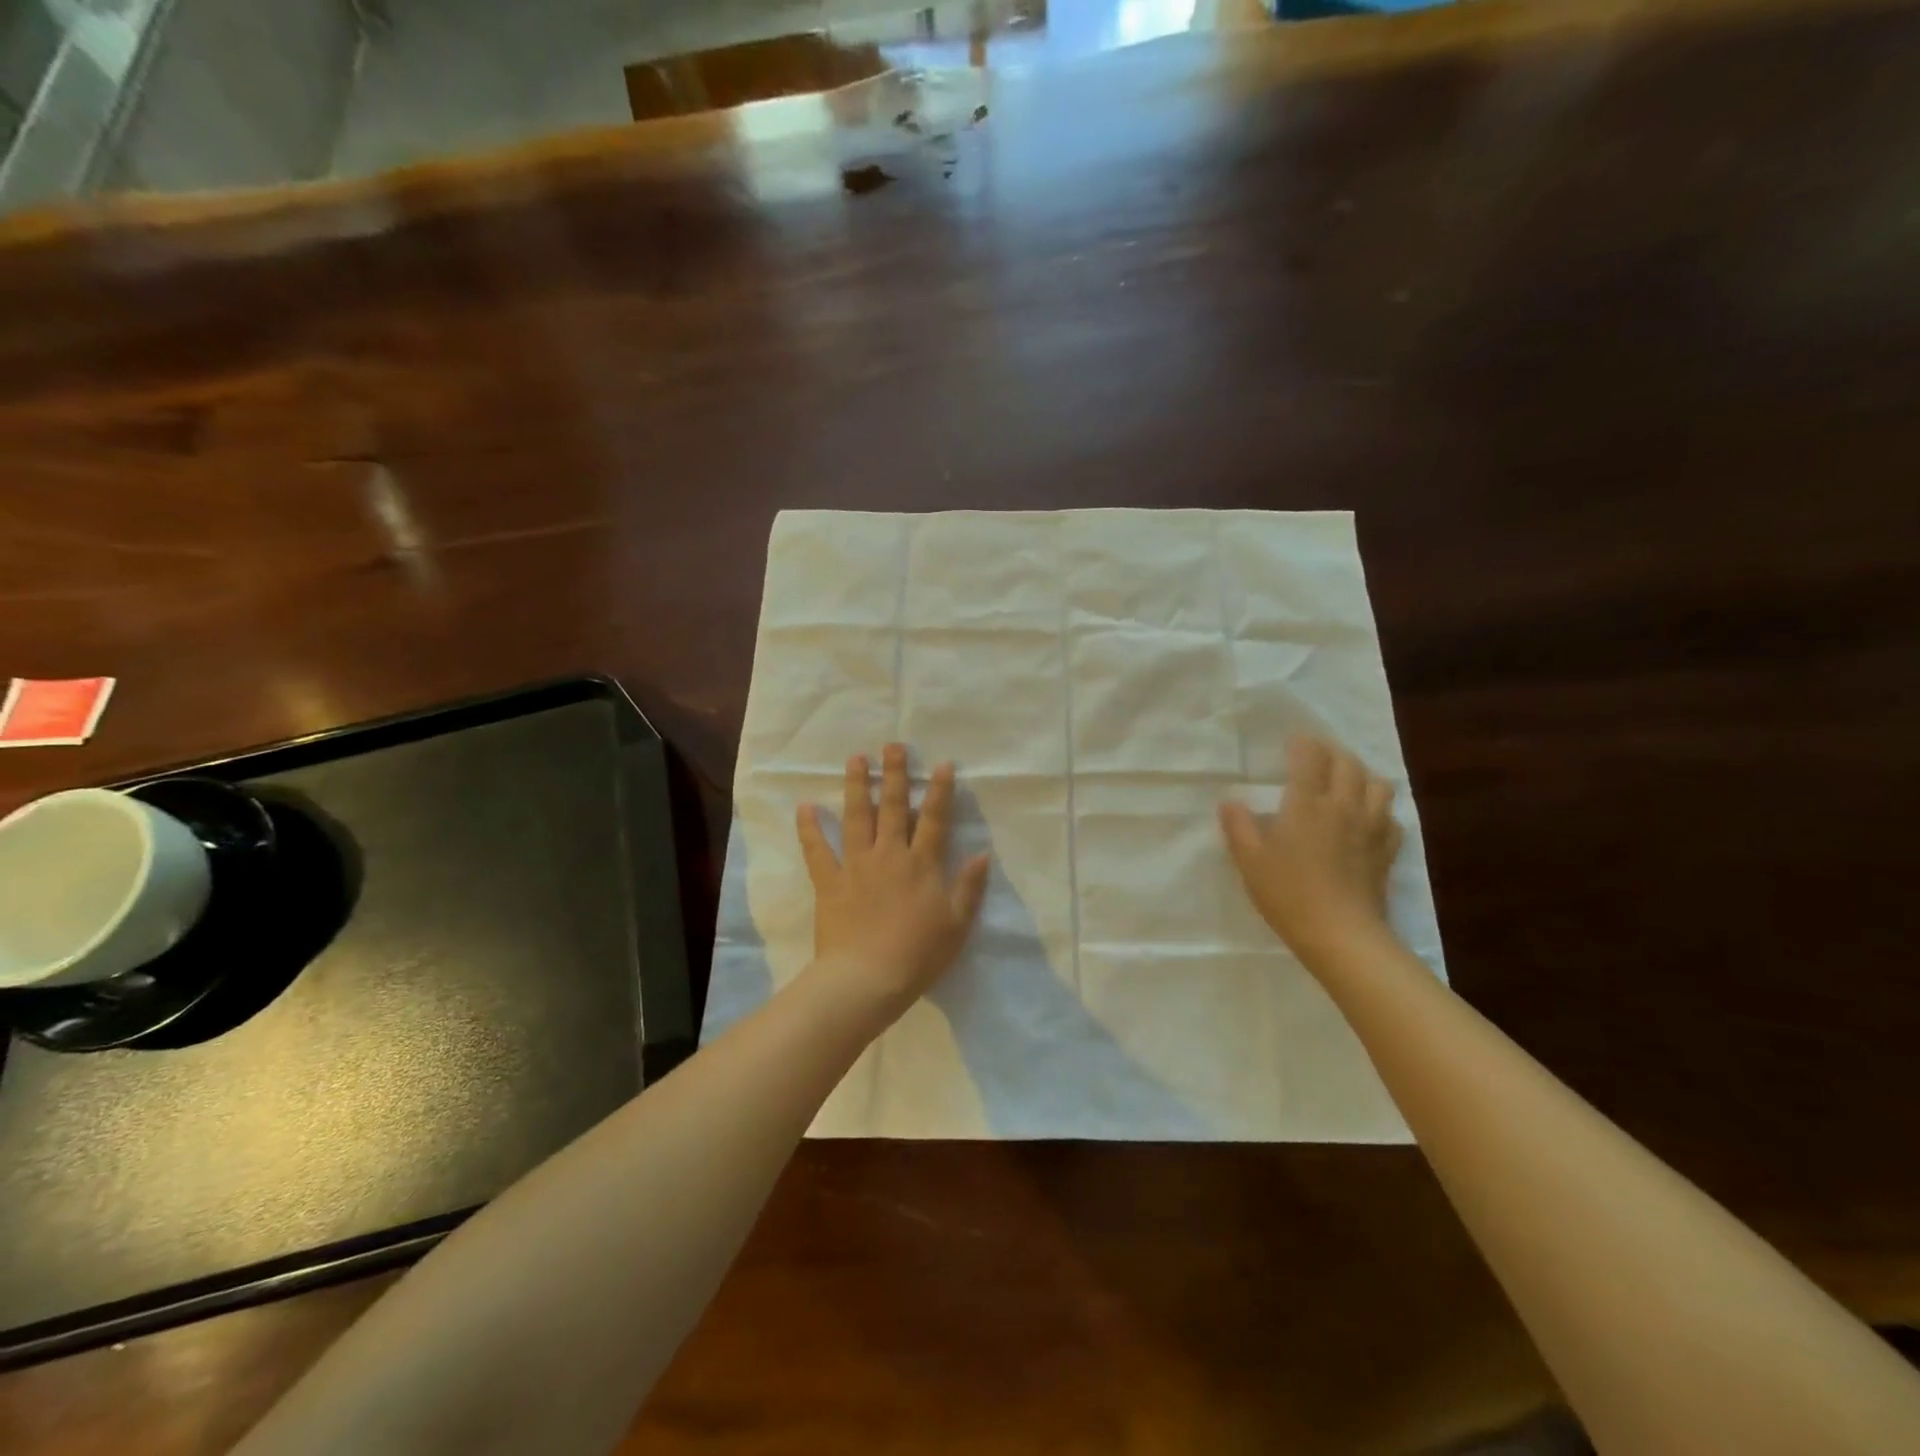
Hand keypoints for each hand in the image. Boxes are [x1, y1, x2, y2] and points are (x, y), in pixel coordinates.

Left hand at [797, 744, 991, 1016]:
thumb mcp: (956, 924)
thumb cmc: (918, 955)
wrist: (867, 979)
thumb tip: (981, 854)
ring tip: (855, 759)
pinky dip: (809, 829)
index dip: (939, 791)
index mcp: (921, 864)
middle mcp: (889, 855)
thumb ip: (969, 887)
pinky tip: (804, 806)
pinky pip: (817, 851)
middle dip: (894, 774)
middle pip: (892, 807)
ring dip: (856, 786)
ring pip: (856, 817)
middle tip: (892, 744)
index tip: (941, 764)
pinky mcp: (830, 882)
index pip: (933, 819)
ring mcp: (856, 866)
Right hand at [1219, 734, 1402, 969]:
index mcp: (1306, 804)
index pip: (1310, 757)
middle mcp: (1342, 806)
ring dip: (1363, 777)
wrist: (1341, 936)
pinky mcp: (1387, 851)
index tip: (1293, 741)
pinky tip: (1368, 821)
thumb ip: (1238, 827)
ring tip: (1346, 784)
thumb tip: (1230, 801)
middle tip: (1316, 758)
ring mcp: (1371, 828)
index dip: (1303, 743)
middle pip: (1348, 763)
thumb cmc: (1288, 895)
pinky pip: (1392, 819)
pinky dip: (1381, 811)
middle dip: (1333, 754)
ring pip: (1379, 784)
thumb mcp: (1250, 862)